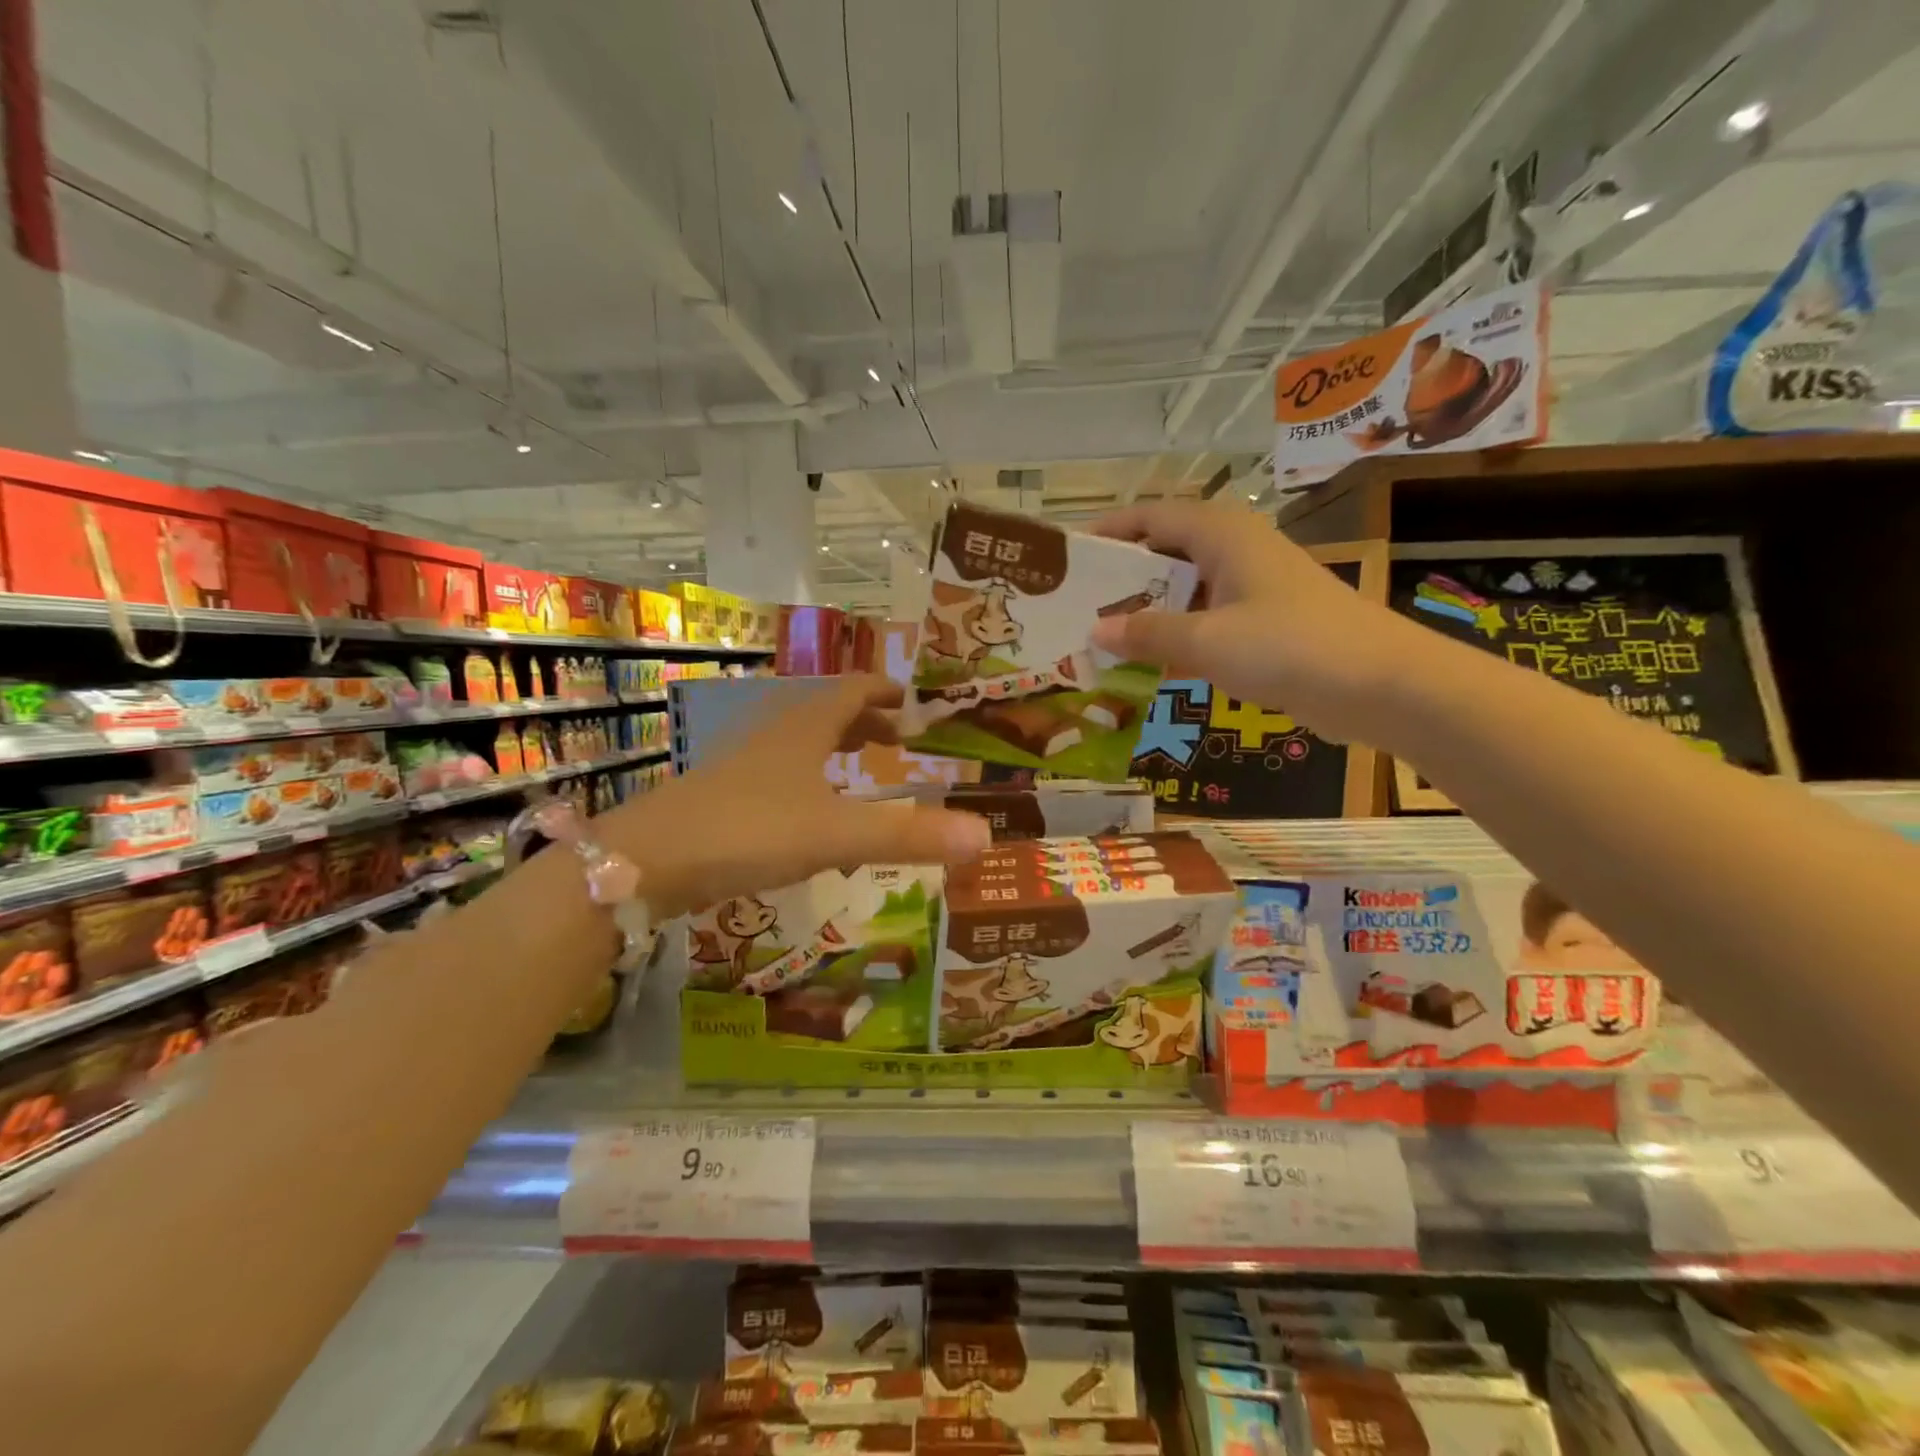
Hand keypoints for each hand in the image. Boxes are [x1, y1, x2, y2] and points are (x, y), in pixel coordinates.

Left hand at [604, 675, 991, 915]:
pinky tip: (813, 811)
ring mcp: (744, 763)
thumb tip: (986, 836)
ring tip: (863, 766)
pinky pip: (780, 772)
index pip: (853, 689)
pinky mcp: (725, 794)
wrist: (647, 861)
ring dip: (836, 746)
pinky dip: (809, 778)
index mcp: (805, 726)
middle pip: (827, 711)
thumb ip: (909, 836)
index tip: (914, 700)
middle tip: (899, 737)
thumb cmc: (749, 830)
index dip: (886, 690)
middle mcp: (774, 733)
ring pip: (801, 741)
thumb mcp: (837, 834)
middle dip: (866, 720)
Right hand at [1088, 501, 1423, 743]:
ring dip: (1146, 613)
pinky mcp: (1263, 624)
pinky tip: (1146, 665)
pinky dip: (1175, 637)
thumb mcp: (1207, 640)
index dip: (1109, 531)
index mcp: (1222, 534)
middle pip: (1165, 553)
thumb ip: (1148, 633)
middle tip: (1075, 605)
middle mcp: (1235, 551)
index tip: (1068, 556)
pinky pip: (1204, 621)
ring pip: (1184, 591)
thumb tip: (1095, 632)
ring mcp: (1252, 589)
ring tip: (1098, 637)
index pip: (1151, 516)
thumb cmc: (1290, 646)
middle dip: (1121, 578)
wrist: (1381, 686)